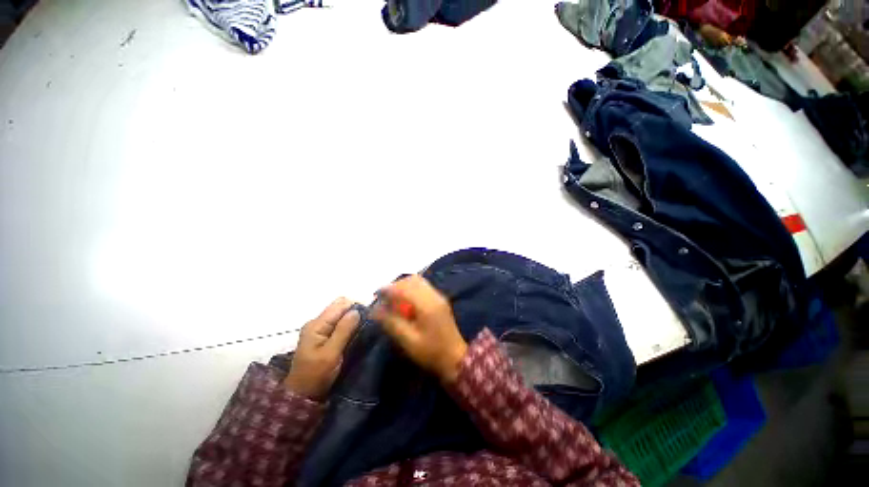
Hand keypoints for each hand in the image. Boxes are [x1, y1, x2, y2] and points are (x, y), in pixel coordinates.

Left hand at [284, 298, 360, 399]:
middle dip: (355, 312)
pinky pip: (339, 323)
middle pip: (340, 307)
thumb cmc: (316, 375)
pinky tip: (356, 333)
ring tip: (364, 329)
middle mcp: (317, 322)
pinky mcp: (323, 336)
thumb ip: (343, 330)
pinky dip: (348, 326)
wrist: (303, 395)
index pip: (340, 304)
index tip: (369, 316)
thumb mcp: (331, 353)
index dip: (356, 307)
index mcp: (317, 324)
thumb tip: (357, 311)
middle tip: (367, 324)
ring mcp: (320, 329)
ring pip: (341, 315)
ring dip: (353, 319)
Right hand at [371, 275, 467, 383]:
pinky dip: (412, 288)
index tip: (376, 293)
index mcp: (427, 305)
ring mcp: (439, 296)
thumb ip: (392, 323)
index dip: (389, 289)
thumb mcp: (408, 341)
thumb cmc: (431, 352)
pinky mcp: (440, 300)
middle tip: (384, 295)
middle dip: (396, 285)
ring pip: (419, 281)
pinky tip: (405, 300)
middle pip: (413, 280)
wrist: (455, 358)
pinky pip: (423, 286)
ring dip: (404, 285)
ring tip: (393, 297)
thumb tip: (375, 310)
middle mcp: (434, 296)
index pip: (405, 288)